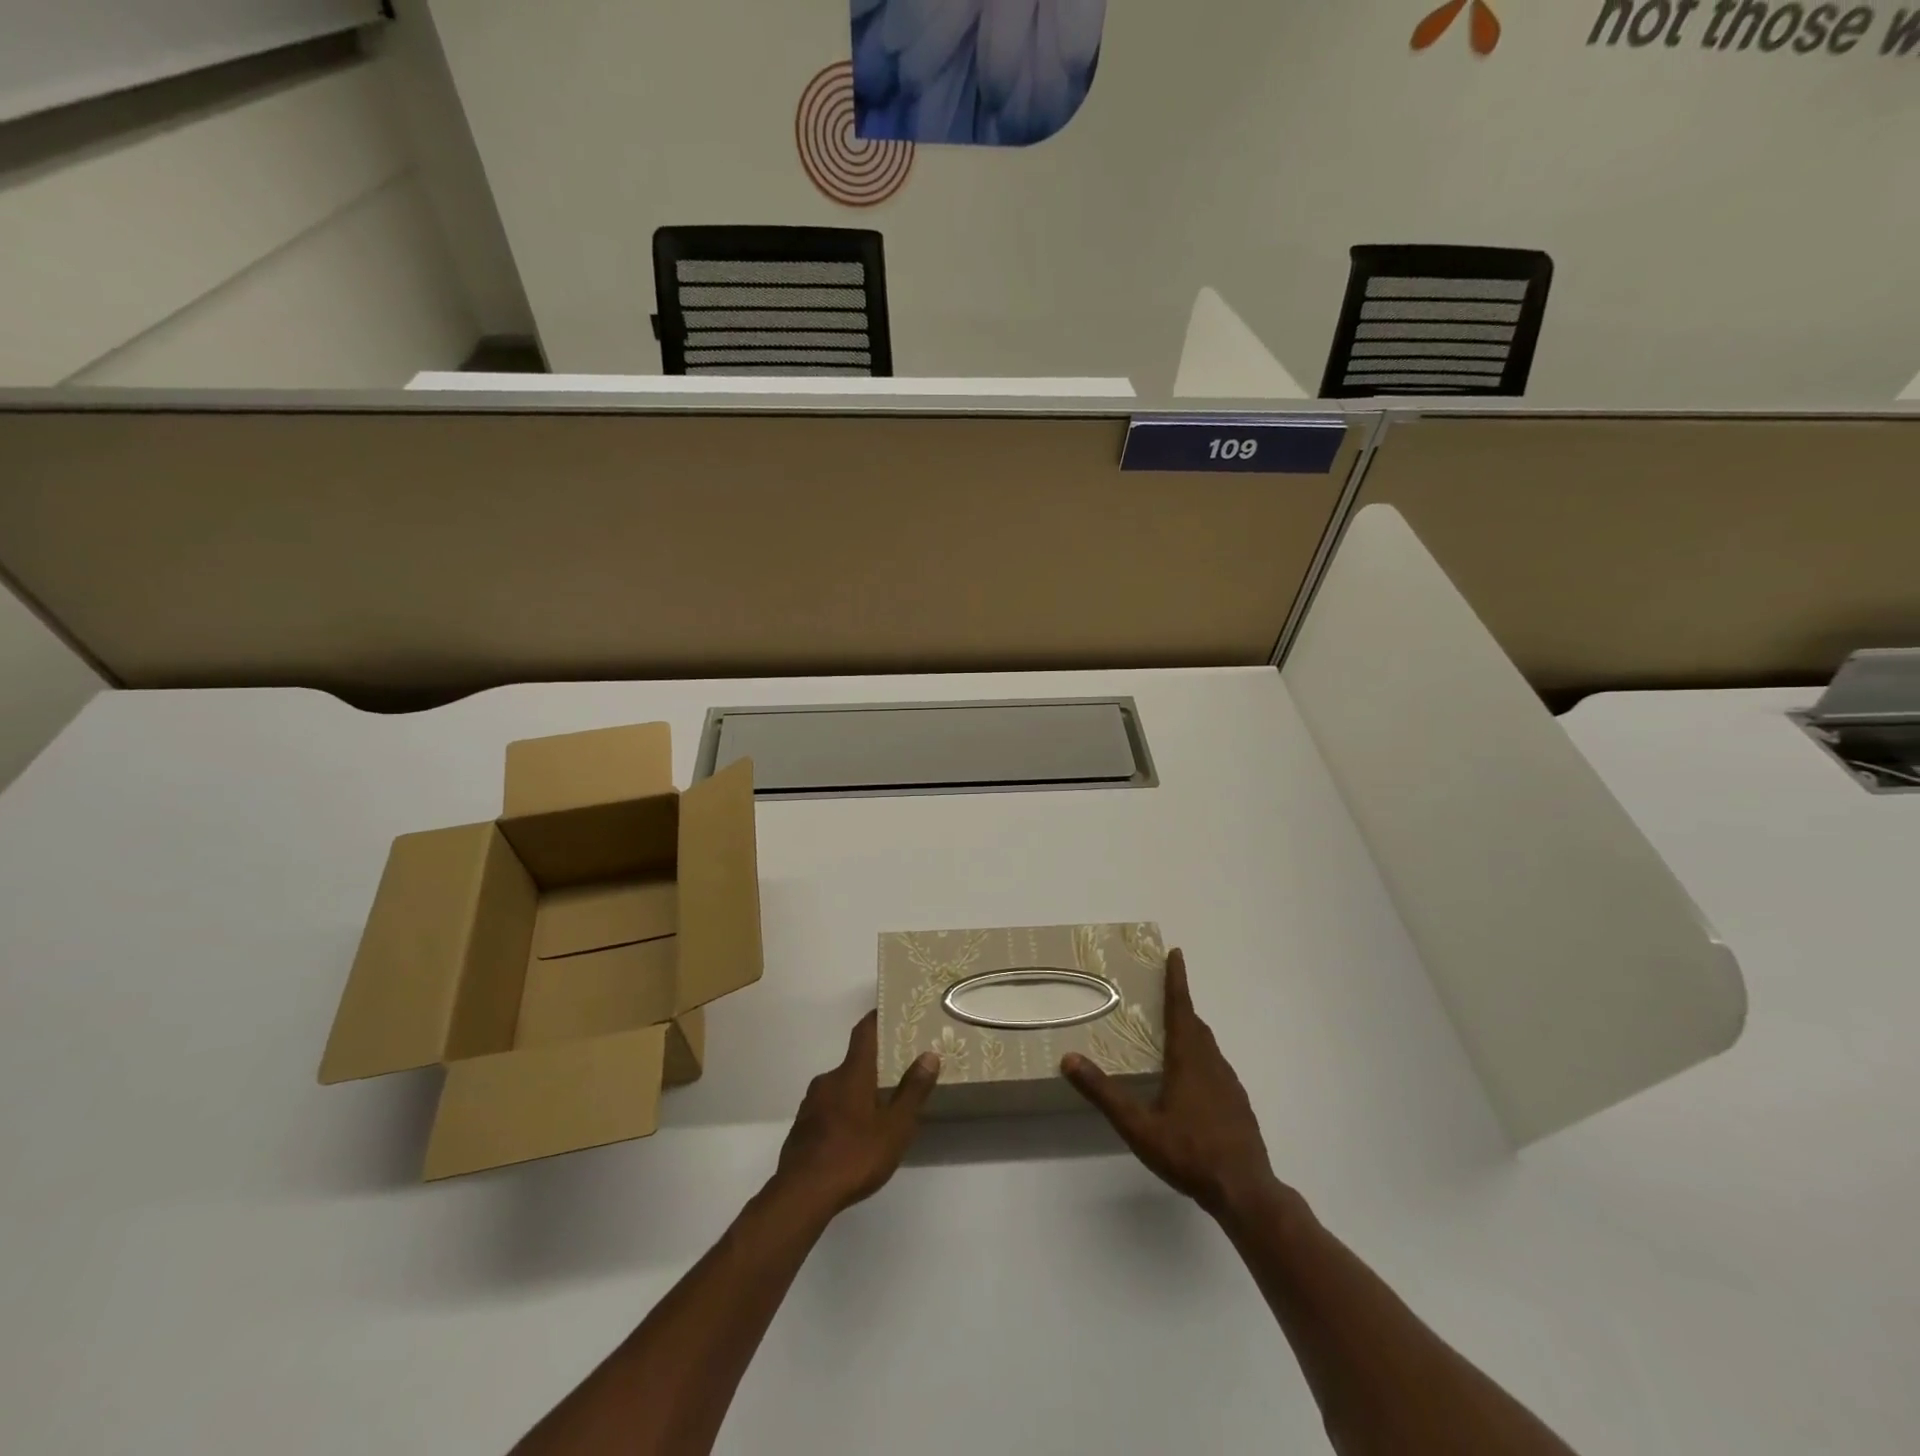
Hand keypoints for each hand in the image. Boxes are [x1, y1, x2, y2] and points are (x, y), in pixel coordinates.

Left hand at [775, 1010, 939, 1214]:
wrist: (802, 1195)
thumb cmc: (855, 1155)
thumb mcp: (895, 1127)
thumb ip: (912, 1091)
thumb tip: (929, 1055)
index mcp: (852, 1073)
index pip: (864, 1032)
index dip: (876, 1019)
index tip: (890, 1013)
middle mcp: (828, 1080)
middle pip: (853, 1063)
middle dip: (873, 1067)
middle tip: (895, 1077)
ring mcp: (811, 1104)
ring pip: (839, 1088)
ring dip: (857, 1094)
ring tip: (878, 1112)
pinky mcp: (801, 1128)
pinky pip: (827, 1110)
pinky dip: (842, 1114)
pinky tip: (854, 1138)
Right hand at [1062, 948, 1279, 1218]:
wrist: (1245, 1191)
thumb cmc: (1189, 1152)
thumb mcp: (1138, 1126)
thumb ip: (1104, 1092)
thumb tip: (1068, 1058)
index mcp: (1188, 1059)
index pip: (1181, 1008)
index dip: (1177, 980)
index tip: (1176, 953)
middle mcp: (1211, 1063)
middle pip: (1195, 1024)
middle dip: (1180, 1005)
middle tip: (1162, 994)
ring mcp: (1229, 1084)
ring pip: (1207, 1047)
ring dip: (1190, 1032)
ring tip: (1171, 1034)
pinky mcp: (1238, 1104)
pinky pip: (1215, 1067)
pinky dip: (1200, 1058)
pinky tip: (1190, 1082)